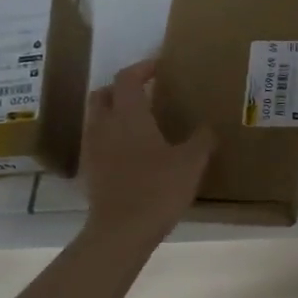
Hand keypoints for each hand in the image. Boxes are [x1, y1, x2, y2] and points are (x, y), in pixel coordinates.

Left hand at [80, 60, 214, 246]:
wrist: (121, 231)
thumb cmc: (158, 189)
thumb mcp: (191, 162)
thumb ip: (201, 140)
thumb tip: (208, 127)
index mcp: (129, 115)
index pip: (128, 78)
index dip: (143, 68)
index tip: (160, 67)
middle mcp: (104, 125)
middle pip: (104, 94)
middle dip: (122, 88)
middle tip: (146, 92)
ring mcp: (93, 149)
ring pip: (97, 118)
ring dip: (115, 112)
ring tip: (140, 122)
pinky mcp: (90, 171)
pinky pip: (98, 141)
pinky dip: (112, 136)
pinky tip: (132, 152)